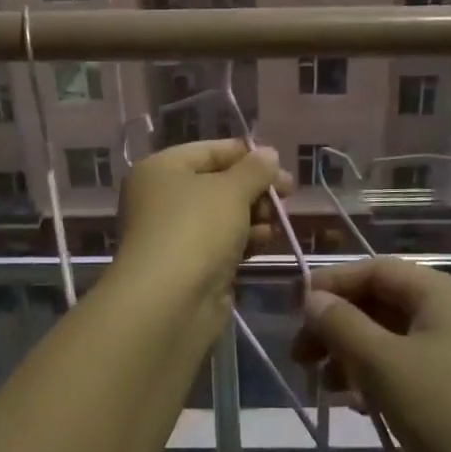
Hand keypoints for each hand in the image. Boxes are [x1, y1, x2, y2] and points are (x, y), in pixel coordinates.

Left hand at [115, 140, 293, 300]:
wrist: (170, 301)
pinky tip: (263, 242)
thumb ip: (254, 169)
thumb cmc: (196, 229)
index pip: (209, 150)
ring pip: (222, 216)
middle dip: (254, 189)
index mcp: (162, 169)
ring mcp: (174, 234)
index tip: (280, 164)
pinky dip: (243, 241)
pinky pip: (221, 244)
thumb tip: (267, 153)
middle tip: (288, 195)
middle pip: (218, 184)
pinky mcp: (188, 266)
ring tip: (275, 222)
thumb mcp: (231, 190)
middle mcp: (162, 198)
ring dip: (253, 216)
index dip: (246, 154)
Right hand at [294, 258, 450, 451]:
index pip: (376, 269)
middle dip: (338, 325)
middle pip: (383, 304)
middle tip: (301, 357)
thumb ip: (342, 324)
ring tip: (324, 387)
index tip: (293, 309)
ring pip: (392, 341)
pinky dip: (377, 382)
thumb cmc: (447, 412)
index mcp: (442, 294)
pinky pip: (408, 373)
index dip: (332, 283)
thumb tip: (312, 298)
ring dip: (353, 357)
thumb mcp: (383, 363)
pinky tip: (358, 406)